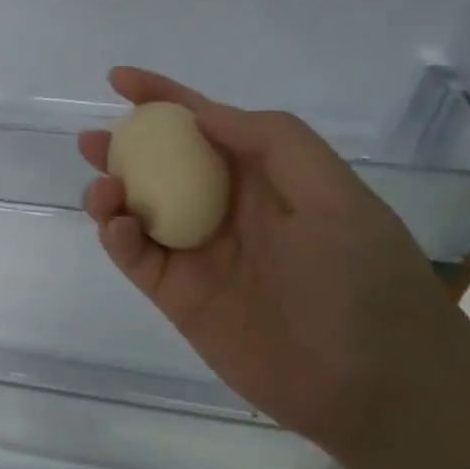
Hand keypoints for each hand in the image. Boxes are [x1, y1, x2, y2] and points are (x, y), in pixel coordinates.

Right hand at [79, 67, 469, 455]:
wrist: (377, 389)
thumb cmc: (363, 280)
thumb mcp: (334, 195)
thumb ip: (272, 142)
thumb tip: (201, 114)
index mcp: (263, 178)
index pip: (204, 125)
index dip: (163, 98)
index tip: (119, 79)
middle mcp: (224, 209)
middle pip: (160, 165)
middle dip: (123, 146)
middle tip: (92, 141)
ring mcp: (197, 253)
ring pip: (138, 209)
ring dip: (112, 192)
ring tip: (103, 190)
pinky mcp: (178, 295)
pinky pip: (136, 256)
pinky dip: (117, 237)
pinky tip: (118, 227)